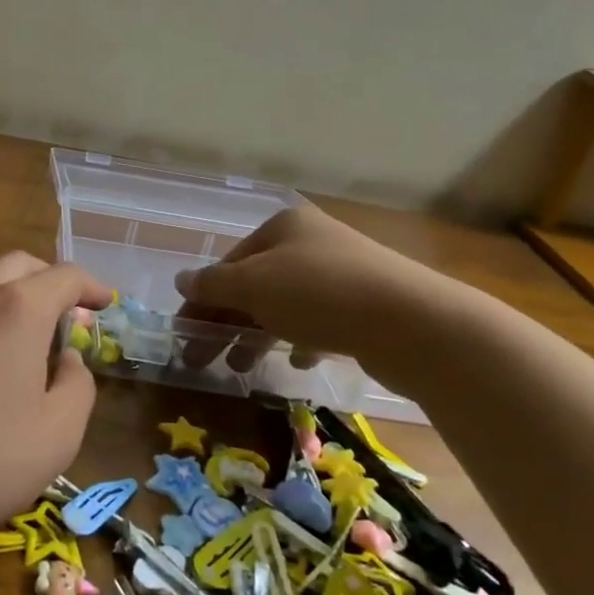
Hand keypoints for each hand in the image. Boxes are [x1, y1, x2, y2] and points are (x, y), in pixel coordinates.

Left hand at [0, 253, 112, 548]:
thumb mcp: (57, 436)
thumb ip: (77, 385)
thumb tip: (66, 357)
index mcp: (20, 309)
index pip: (65, 276)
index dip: (91, 286)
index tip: (103, 302)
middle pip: (20, 263)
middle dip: (48, 280)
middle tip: (60, 313)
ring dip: (2, 283)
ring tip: (8, 316)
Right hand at [173, 205, 463, 392]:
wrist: (413, 323)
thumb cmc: (320, 294)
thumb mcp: (254, 286)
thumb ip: (213, 284)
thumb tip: (180, 279)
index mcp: (283, 227)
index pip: (230, 262)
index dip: (202, 297)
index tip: (184, 332)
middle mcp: (312, 243)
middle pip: (255, 284)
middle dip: (227, 321)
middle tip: (202, 358)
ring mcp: (343, 273)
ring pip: (285, 305)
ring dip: (258, 334)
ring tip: (242, 367)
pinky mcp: (366, 306)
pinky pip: (320, 322)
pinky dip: (301, 339)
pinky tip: (298, 360)